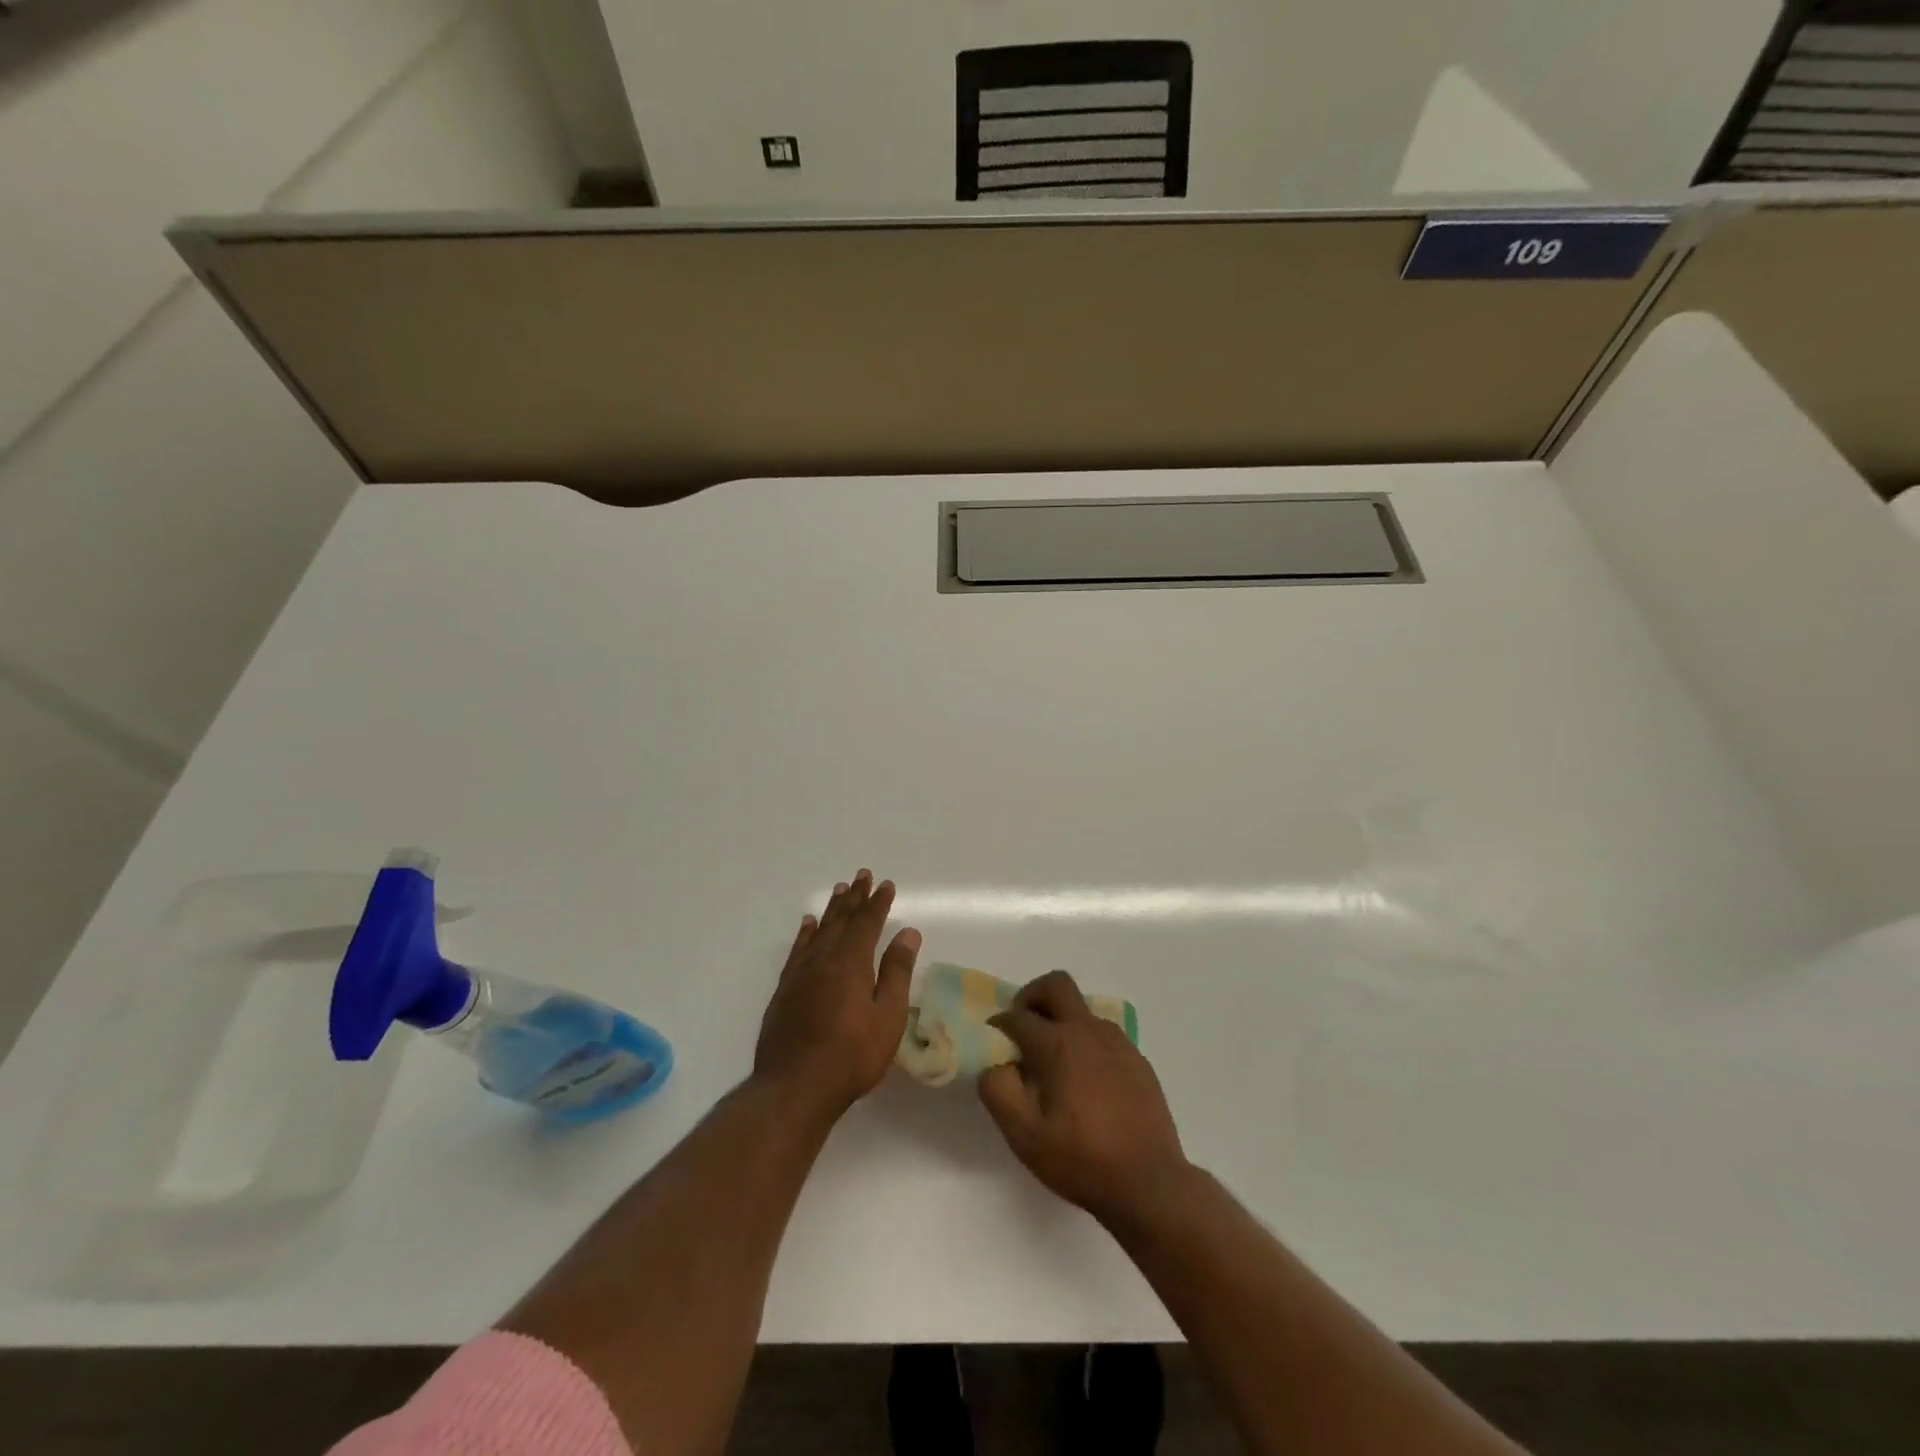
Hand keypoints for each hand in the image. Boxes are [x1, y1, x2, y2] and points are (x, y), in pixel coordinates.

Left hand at [754, 869, 919, 1120]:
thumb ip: (896, 972)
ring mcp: (800, 974)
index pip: (868, 923)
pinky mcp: (785, 990)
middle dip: (855, 898)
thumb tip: (908, 933)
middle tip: (862, 875)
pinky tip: (807, 925)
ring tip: (839, 890)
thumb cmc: (851, 1055)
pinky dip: (805, 934)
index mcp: (851, 962)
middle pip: (842, 920)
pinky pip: (797, 950)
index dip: (878, 903)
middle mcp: (823, 959)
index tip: (886, 884)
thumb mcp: (887, 1017)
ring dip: (832, 910)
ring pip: (819, 931)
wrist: (794, 1087)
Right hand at [978, 971, 1187, 1223]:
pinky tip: (1086, 1081)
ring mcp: (1118, 1042)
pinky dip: (1085, 1041)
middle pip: (1056, 985)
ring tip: (1054, 1062)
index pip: (1018, 1017)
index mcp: (1058, 1045)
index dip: (998, 1025)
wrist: (1150, 1184)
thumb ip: (999, 1092)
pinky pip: (1103, 1034)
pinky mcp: (1137, 1059)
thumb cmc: (1082, 1161)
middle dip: (1032, 996)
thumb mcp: (1025, 1137)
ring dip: (1061, 1020)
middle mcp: (1088, 1031)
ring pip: (1082, 1009)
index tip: (992, 1043)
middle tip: (1022, 1028)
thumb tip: (994, 1064)